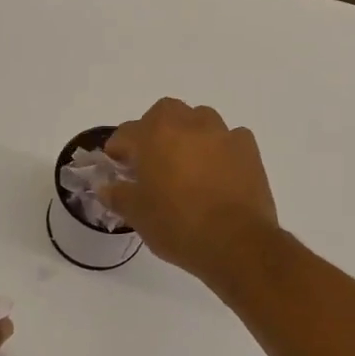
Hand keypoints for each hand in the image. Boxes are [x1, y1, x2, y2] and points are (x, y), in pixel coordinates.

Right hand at [100, 99, 279, 286]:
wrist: (236, 243)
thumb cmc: (177, 225)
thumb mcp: (137, 214)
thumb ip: (117, 195)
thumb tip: (106, 187)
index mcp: (154, 135)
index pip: (126, 133)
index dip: (118, 150)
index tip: (118, 167)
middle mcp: (187, 124)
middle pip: (164, 112)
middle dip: (154, 130)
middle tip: (152, 158)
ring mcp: (221, 133)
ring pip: (199, 119)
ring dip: (189, 133)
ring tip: (187, 162)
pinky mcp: (248, 148)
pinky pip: (229, 137)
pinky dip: (219, 148)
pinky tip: (217, 171)